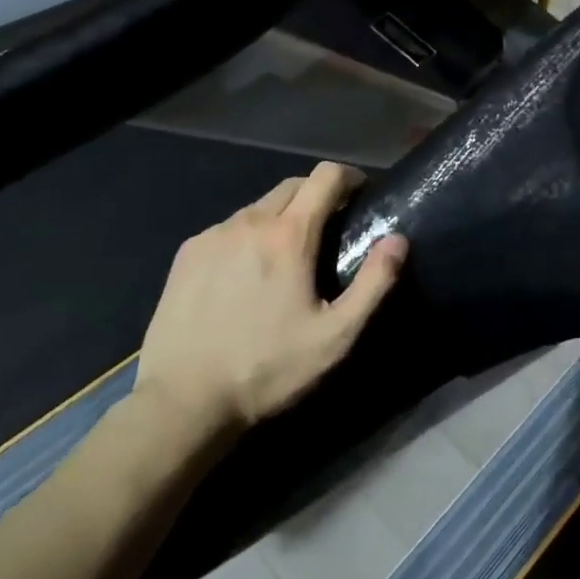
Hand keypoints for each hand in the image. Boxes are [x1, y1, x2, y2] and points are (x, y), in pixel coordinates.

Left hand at [134, 162, 406, 439]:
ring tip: (288, 255)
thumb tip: (397, 239)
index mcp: (290, 235)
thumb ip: (374, 283)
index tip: (360, 196)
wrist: (182, 403)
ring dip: (282, 216)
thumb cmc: (267, 369)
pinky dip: (249, 235)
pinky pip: (229, 227)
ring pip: (259, 206)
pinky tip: (246, 274)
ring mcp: (213, 236)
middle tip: (330, 229)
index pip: (326, 175)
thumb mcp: (336, 336)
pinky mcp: (186, 254)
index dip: (349, 177)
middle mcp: (250, 222)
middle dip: (318, 195)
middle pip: (293, 185)